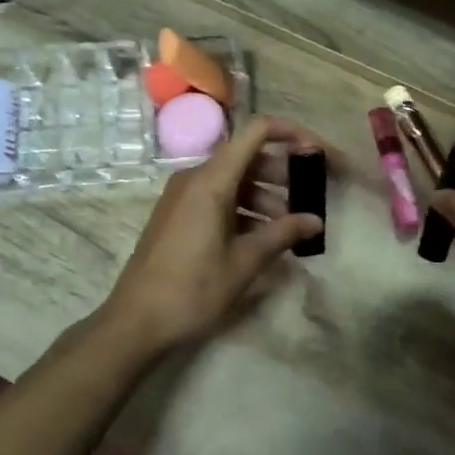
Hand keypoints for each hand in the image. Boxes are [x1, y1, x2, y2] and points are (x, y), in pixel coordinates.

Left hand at [100, 115, 328, 356]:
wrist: (135, 322)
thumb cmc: (191, 290)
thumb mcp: (243, 262)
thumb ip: (282, 234)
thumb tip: (315, 221)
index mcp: (211, 180)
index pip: (257, 131)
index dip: (292, 133)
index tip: (319, 153)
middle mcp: (195, 178)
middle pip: (248, 156)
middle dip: (284, 172)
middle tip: (313, 194)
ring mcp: (184, 196)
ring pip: (235, 180)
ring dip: (267, 195)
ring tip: (292, 225)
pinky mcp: (179, 215)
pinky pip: (219, 198)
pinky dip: (245, 209)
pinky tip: (264, 237)